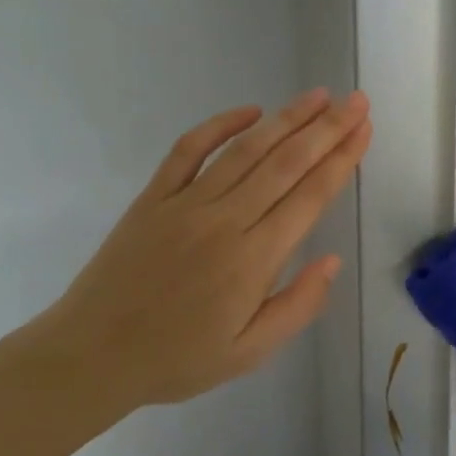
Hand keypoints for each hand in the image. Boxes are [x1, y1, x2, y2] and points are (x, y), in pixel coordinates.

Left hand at [17, 90, 370, 424]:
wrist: (91, 356)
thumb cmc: (178, 359)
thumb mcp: (250, 353)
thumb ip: (297, 306)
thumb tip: (332, 261)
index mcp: (254, 259)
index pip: (310, 197)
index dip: (342, 160)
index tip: (364, 130)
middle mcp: (225, 220)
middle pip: (286, 163)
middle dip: (327, 129)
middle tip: (356, 101)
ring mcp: (186, 203)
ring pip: (246, 150)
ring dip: (286, 119)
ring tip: (319, 96)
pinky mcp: (153, 198)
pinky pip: (188, 150)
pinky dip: (219, 125)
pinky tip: (249, 110)